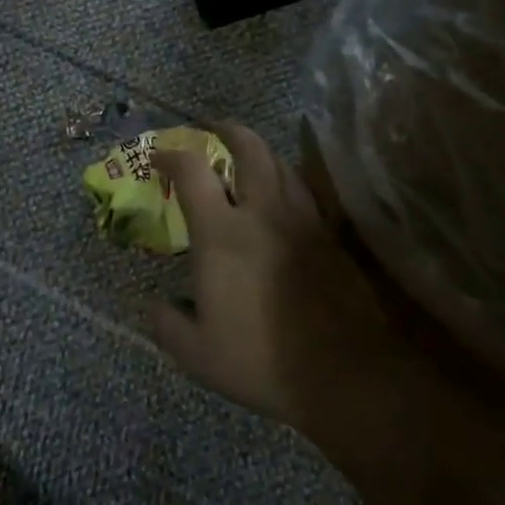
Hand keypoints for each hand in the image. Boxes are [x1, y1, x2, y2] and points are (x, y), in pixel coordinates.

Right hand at [152, 122, 408, 432]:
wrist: (347, 374)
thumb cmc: (263, 361)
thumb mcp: (198, 354)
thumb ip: (168, 324)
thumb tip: (157, 306)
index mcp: (222, 233)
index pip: (192, 170)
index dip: (171, 155)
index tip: (159, 157)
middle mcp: (263, 212)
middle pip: (249, 147)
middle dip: (226, 129)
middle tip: (212, 130)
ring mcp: (302, 220)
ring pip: (282, 163)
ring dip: (260, 151)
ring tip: (247, 158)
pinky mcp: (330, 236)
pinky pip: (306, 190)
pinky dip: (288, 179)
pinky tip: (283, 196)